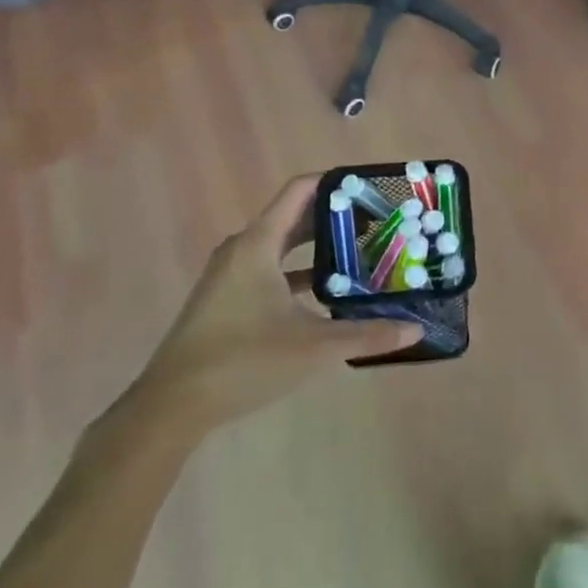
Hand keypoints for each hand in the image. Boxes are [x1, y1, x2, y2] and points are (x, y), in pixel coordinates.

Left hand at [123, 176, 422, 439]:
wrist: (172, 405)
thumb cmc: (244, 361)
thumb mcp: (314, 348)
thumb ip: (367, 335)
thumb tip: (415, 329)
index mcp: (258, 244)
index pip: (299, 190)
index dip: (334, 182)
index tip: (370, 187)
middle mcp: (242, 249)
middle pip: (293, 216)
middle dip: (334, 217)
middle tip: (377, 222)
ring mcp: (230, 274)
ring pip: (281, 246)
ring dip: (317, 246)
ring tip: (359, 253)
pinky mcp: (225, 298)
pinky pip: (268, 269)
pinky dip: (297, 271)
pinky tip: (325, 293)